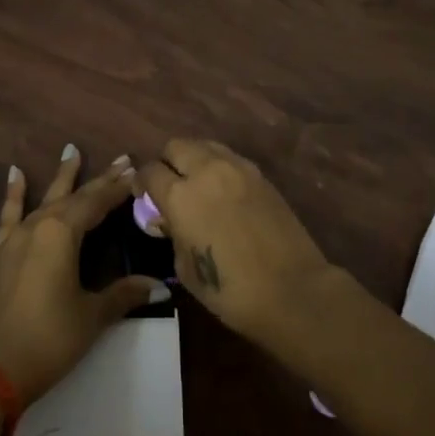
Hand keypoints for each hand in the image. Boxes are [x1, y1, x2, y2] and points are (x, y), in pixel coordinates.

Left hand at [0, 146, 162, 403]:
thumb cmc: (48, 339)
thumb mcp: (91, 316)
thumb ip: (123, 295)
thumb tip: (158, 286)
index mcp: (63, 233)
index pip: (97, 202)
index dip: (119, 188)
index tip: (138, 172)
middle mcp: (39, 225)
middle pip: (74, 196)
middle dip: (99, 179)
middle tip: (121, 159)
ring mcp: (16, 237)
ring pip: (44, 198)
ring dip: (61, 177)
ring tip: (71, 150)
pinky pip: (9, 215)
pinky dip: (14, 194)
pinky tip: (15, 174)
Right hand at [138, 139, 336, 349]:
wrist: (292, 290)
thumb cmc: (230, 290)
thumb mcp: (185, 268)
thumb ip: (172, 233)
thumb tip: (166, 217)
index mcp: (181, 195)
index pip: (150, 171)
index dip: (142, 183)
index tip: (143, 196)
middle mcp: (206, 170)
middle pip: (176, 146)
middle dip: (167, 163)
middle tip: (170, 187)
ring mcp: (237, 168)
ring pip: (204, 145)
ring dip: (194, 159)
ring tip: (197, 185)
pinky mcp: (260, 174)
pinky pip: (229, 158)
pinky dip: (219, 167)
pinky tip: (223, 191)